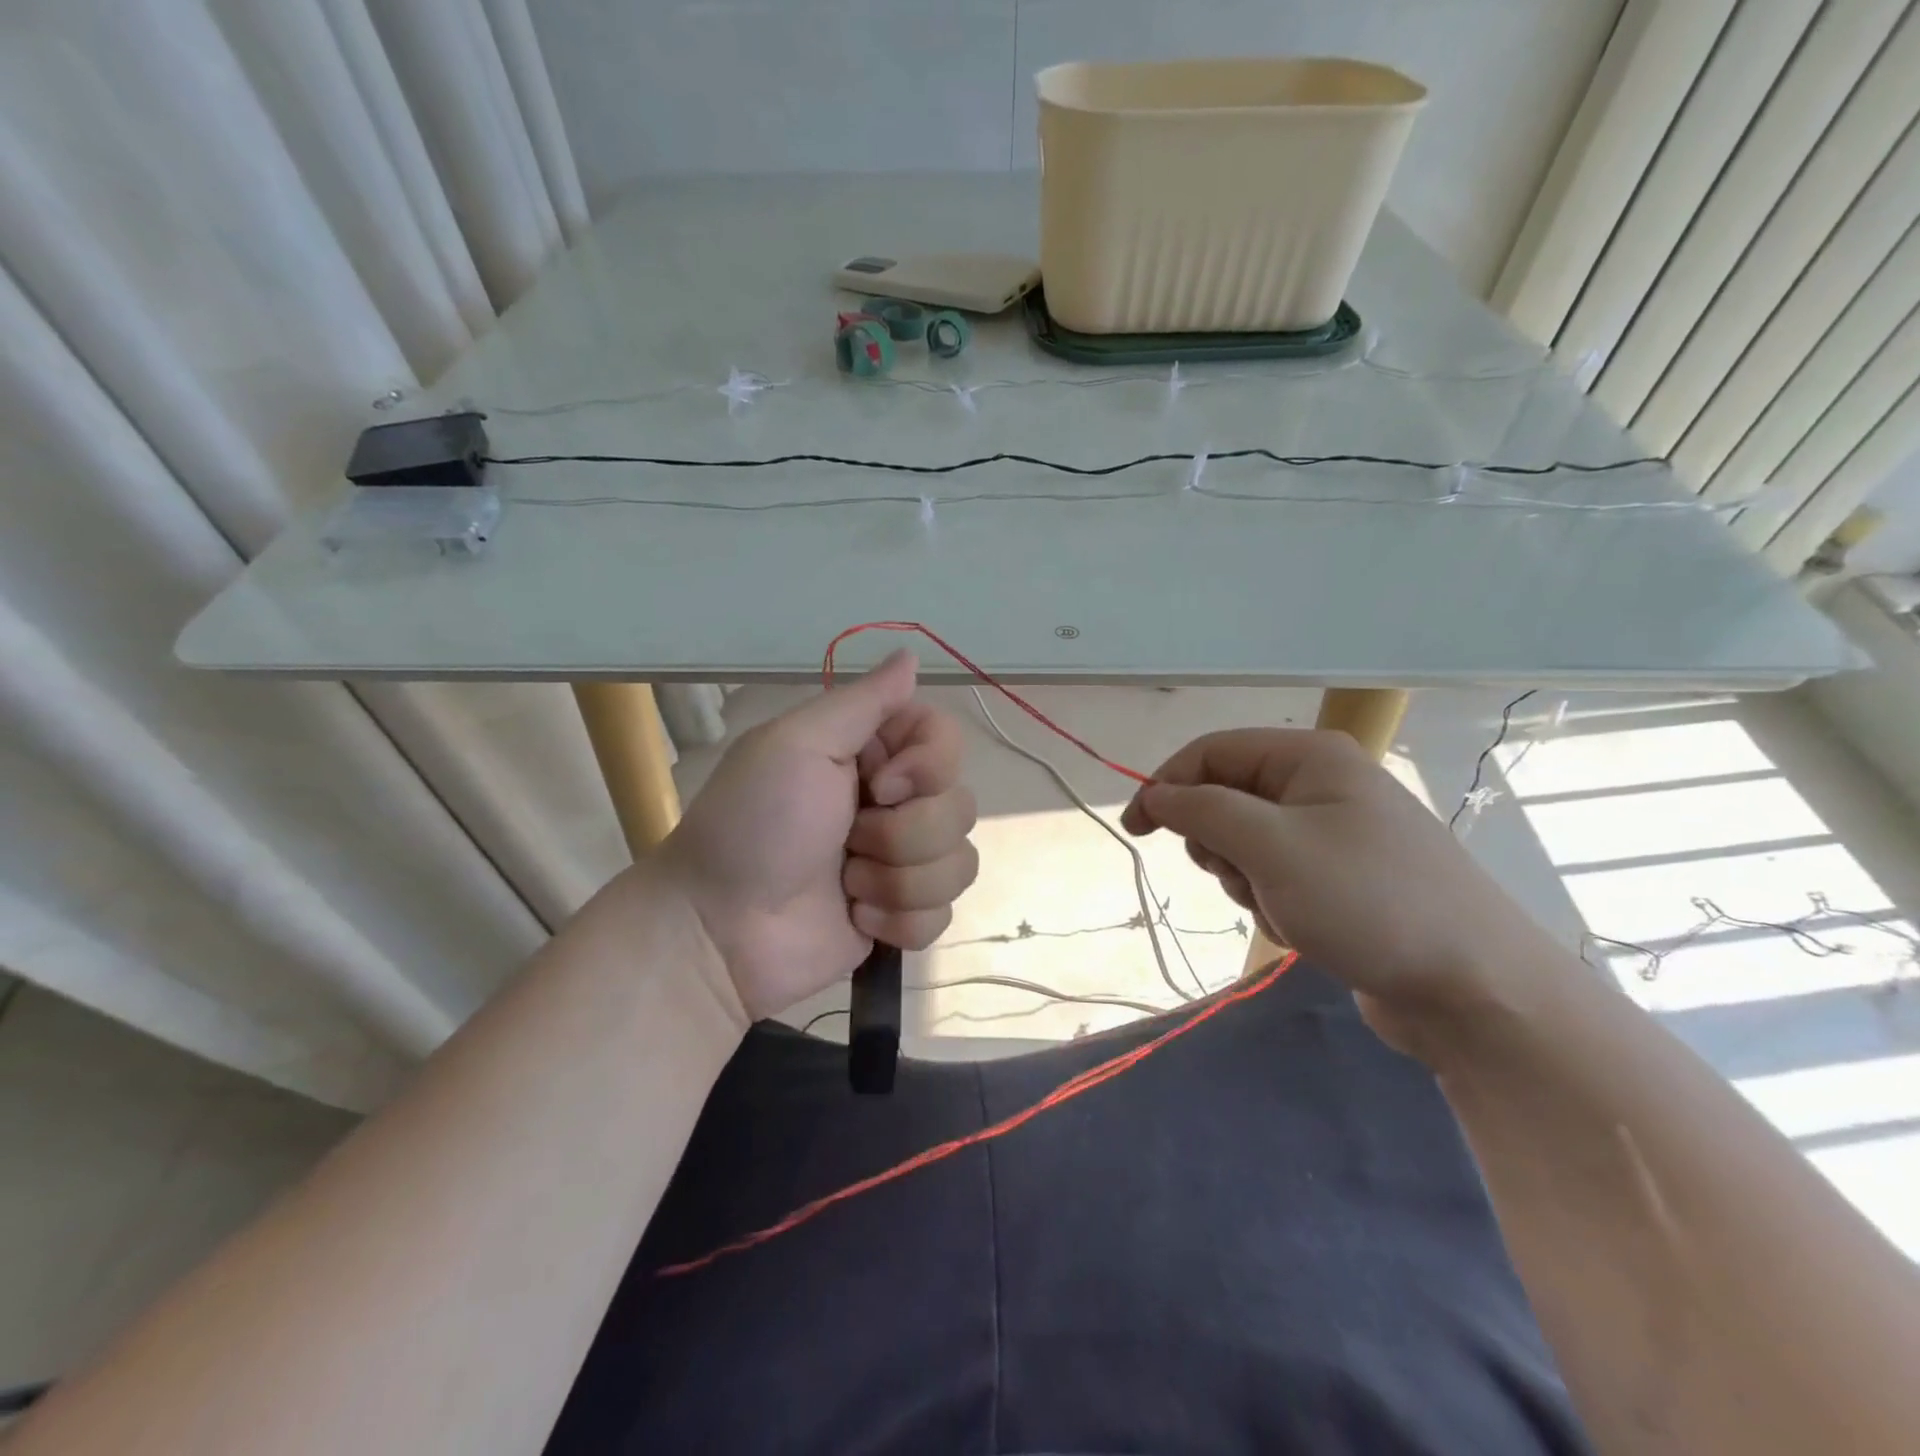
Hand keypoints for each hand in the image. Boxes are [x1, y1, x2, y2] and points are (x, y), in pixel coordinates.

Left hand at [658, 651, 978, 1019]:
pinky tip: (856, 918)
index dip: (930, 766)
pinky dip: (900, 921)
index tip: (879, 785)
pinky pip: (943, 914)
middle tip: (848, 840)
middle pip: (961, 806)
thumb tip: (912, 653)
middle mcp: (894, 802)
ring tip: (846, 887)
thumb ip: (864, 701)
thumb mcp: (797, 745)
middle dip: (904, 833)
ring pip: (959, 863)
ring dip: (898, 880)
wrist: (719, 930)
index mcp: (872, 754)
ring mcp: (901, 863)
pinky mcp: (902, 916)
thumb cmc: (754, 826)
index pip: (947, 739)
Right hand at [1121, 729, 1555, 1056]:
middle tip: (1243, 876)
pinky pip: (1275, 878)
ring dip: (1248, 882)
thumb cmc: (1367, 901)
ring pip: (1245, 845)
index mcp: (1309, 757)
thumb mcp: (1270, 847)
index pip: (1210, 752)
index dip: (1166, 785)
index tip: (1136, 830)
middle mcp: (1320, 785)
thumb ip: (1202, 810)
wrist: (1474, 989)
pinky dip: (1274, 905)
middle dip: (1220, 845)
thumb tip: (1155, 795)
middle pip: (1226, 799)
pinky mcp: (1340, 879)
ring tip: (1286, 910)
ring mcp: (1333, 833)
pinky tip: (1308, 930)